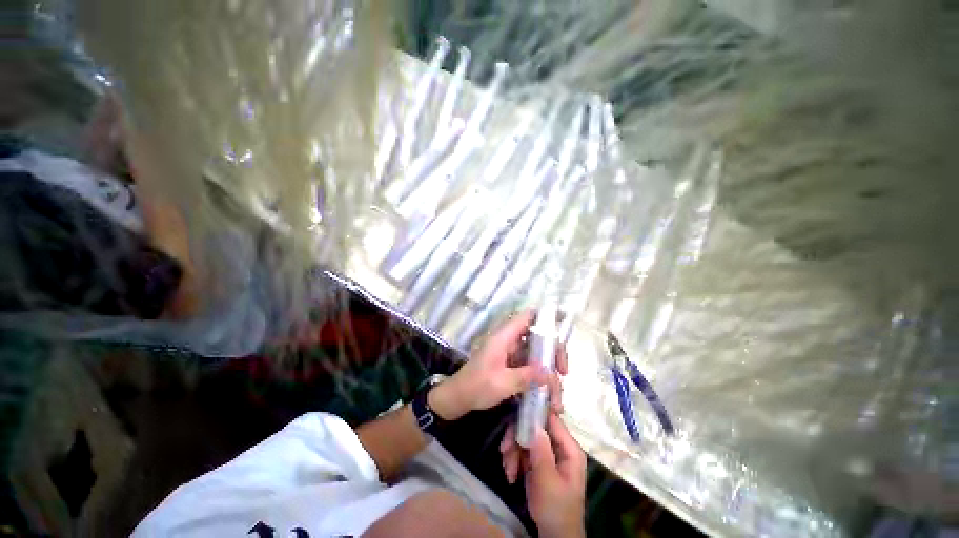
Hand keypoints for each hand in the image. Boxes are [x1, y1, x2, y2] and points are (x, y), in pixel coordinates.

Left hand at [429, 311, 567, 420]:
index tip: (563, 322)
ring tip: (556, 399)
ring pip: (538, 355)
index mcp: (505, 337)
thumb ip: (526, 376)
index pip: (527, 317)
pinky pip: (532, 366)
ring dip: (549, 373)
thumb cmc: (476, 386)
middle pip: (539, 337)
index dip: (545, 315)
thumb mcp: (502, 383)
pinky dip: (541, 378)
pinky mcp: (512, 366)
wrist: (458, 398)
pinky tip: (548, 397)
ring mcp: (512, 354)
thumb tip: (550, 373)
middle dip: (554, 353)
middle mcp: (510, 342)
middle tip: (564, 372)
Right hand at [502, 413, 585, 537]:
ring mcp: (548, 453)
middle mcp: (559, 446)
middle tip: (504, 449)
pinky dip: (514, 461)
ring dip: (513, 452)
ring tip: (508, 470)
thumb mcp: (547, 480)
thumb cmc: (555, 508)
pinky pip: (523, 451)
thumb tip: (534, 423)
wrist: (554, 535)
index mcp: (569, 448)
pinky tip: (511, 475)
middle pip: (535, 428)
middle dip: (517, 438)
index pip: (552, 419)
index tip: (516, 413)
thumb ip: (541, 451)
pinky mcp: (538, 461)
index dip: (534, 413)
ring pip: (526, 439)